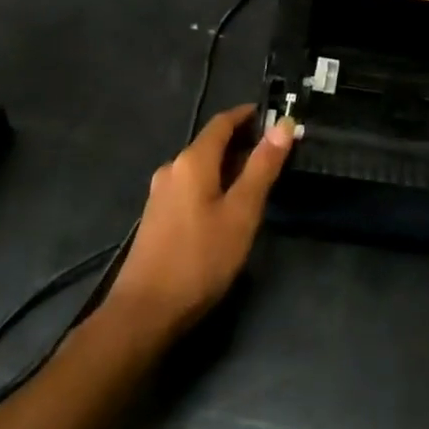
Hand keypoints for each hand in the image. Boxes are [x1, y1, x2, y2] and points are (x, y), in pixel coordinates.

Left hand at [108, 105, 293, 337]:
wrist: (144, 313)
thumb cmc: (200, 258)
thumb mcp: (241, 212)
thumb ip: (262, 167)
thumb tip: (284, 125)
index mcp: (193, 160)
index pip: (223, 122)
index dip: (248, 115)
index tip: (274, 115)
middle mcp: (173, 168)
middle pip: (211, 143)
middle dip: (242, 141)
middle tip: (274, 149)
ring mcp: (161, 194)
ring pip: (201, 166)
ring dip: (228, 164)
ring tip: (257, 177)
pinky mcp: (157, 217)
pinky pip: (191, 186)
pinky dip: (214, 183)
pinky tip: (227, 205)